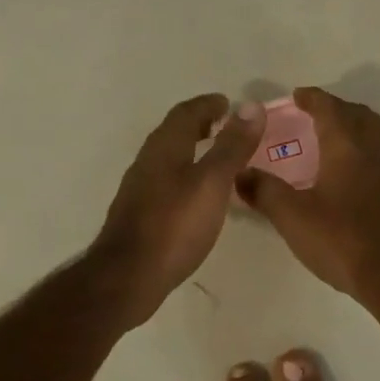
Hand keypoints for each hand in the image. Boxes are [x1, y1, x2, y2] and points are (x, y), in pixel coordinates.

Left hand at [93, 94, 265, 325]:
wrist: (129, 276)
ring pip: (169, 158)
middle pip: (174, 132)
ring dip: (192, 150)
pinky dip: (186, 175)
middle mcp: (148, 161)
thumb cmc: (175, 225)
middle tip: (227, 127)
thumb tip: (250, 106)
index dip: (208, 105)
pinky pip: (166, 181)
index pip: (186, 112)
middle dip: (200, 125)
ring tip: (218, 159)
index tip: (229, 104)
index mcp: (165, 147)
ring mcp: (140, 189)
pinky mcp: (140, 214)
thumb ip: (232, 146)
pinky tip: (198, 196)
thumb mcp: (212, 182)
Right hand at [237, 86, 379, 317]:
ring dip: (355, 126)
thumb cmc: (344, 241)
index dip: (311, 98)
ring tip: (332, 139)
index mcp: (348, 145)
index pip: (329, 107)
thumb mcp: (294, 218)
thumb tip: (240, 173)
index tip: (296, 95)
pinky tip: (352, 174)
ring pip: (375, 134)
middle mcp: (375, 150)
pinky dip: (365, 150)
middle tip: (314, 114)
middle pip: (358, 114)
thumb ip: (264, 192)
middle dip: (336, 108)